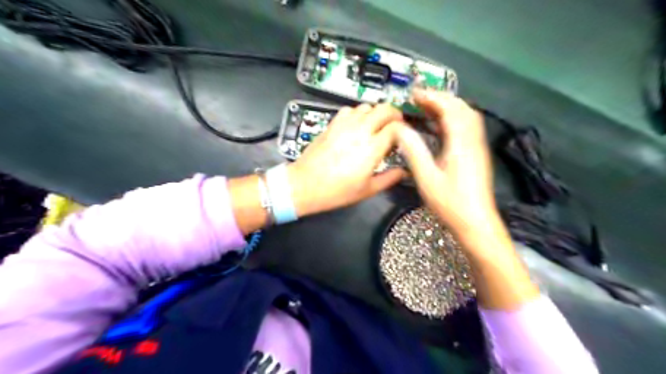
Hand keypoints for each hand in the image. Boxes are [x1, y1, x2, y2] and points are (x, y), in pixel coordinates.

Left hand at [290, 103, 408, 216]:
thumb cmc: (336, 191)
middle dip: (395, 114)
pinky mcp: (332, 124)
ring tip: (376, 126)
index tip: (406, 138)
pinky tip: (356, 125)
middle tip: (396, 126)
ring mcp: (345, 125)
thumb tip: (404, 172)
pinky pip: (349, 110)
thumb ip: (389, 179)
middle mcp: (360, 131)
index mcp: (372, 148)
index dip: (405, 130)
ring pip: (367, 106)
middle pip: (384, 109)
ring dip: (376, 113)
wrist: (305, 184)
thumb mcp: (367, 190)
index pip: (397, 127)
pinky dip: (358, 113)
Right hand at [395, 89, 540, 309]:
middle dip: (440, 98)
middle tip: (419, 99)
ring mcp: (477, 146)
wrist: (476, 222)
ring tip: (427, 108)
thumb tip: (400, 129)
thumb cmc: (450, 202)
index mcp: (461, 142)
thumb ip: (413, 150)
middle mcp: (473, 139)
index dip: (432, 97)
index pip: (449, 109)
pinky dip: (453, 119)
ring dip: (448, 107)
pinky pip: (467, 127)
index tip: (414, 93)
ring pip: (466, 116)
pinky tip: (440, 126)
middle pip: (461, 108)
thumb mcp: (426, 177)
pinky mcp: (477, 154)